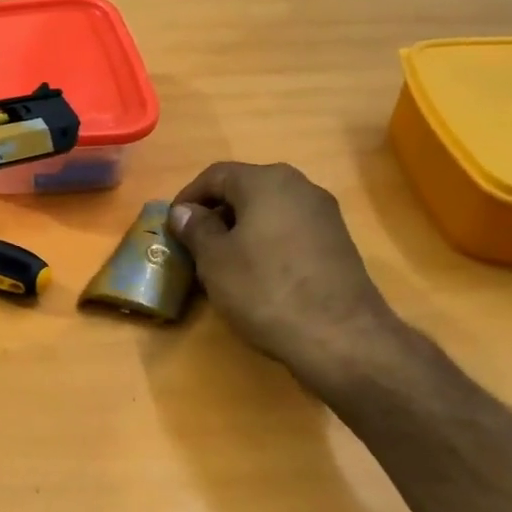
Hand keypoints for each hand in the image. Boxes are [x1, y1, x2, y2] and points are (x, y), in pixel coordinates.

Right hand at [168, 162, 402, 389]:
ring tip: (221, 262)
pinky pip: (289, 230)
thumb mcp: (215, 260)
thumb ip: (196, 229)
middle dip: (215, 213)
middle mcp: (300, 187)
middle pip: (246, 189)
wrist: (339, 335)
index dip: (188, 197)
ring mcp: (324, 214)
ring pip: (268, 210)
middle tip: (193, 244)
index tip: (171, 225)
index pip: (216, 175)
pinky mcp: (337, 242)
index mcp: (266, 182)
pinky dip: (265, 242)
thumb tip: (184, 211)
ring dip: (240, 229)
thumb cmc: (264, 289)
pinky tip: (256, 273)